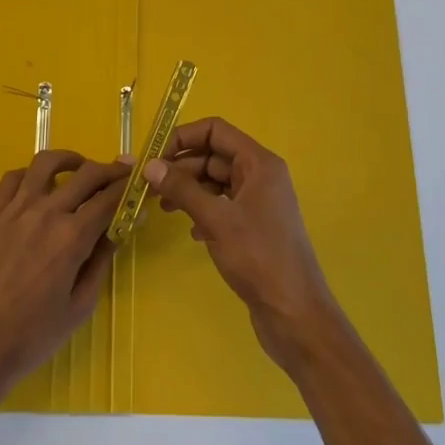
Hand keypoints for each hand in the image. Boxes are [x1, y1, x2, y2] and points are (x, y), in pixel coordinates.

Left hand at [0, 150, 127, 398]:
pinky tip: (40, 185)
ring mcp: (14, 209)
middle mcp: (45, 213)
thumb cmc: (31, 336)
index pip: (109, 198)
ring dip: (71, 160)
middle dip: (110, 170)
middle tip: (122, 173)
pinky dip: (32, 174)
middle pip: (86, 174)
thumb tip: (119, 229)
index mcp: (71, 237)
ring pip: (47, 163)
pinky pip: (13, 177)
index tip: (140, 186)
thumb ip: (101, 262)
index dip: (129, 189)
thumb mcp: (79, 307)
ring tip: (81, 168)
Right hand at [144, 118, 338, 370]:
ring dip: (189, 190)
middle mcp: (261, 176)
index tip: (154, 156)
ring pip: (216, 182)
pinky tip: (191, 232)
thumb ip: (182, 189)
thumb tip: (150, 166)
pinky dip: (203, 211)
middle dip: (181, 167)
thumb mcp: (216, 219)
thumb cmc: (259, 258)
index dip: (183, 137)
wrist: (295, 314)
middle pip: (214, 156)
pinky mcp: (254, 227)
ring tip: (163, 208)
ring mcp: (258, 202)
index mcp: (259, 163)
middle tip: (150, 187)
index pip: (216, 131)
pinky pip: (222, 206)